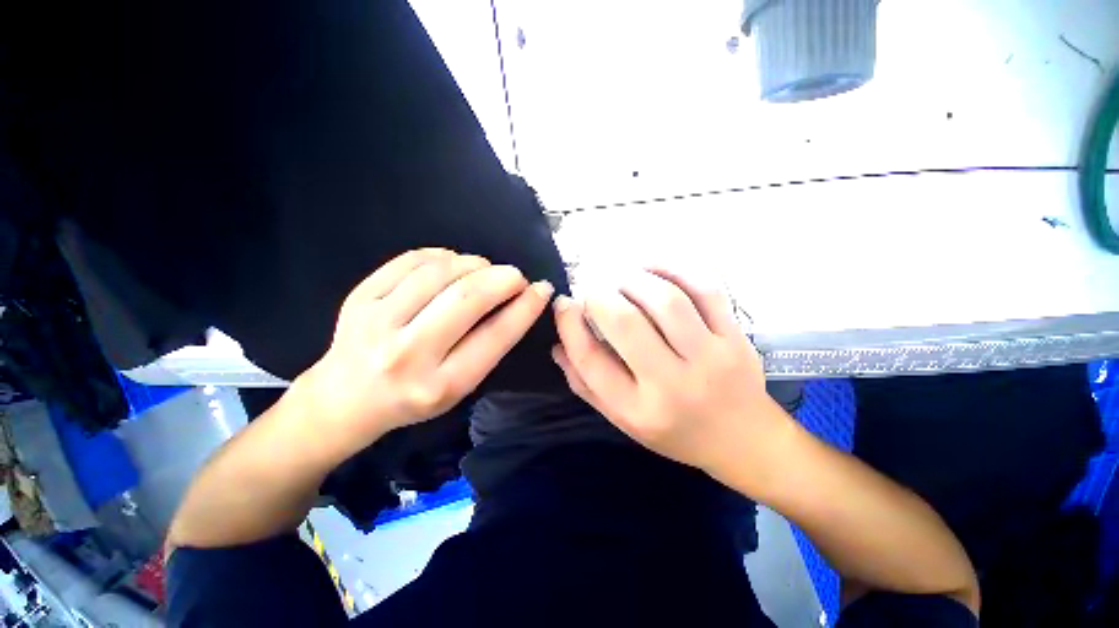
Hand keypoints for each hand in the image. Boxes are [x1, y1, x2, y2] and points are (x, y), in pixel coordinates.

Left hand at [298, 248, 552, 458]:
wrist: (345, 400)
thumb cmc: (413, 399)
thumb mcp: (459, 388)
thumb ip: (488, 346)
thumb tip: (518, 300)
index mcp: (440, 385)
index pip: (495, 336)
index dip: (525, 308)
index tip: (542, 289)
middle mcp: (407, 354)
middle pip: (467, 298)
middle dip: (503, 278)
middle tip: (515, 276)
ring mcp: (377, 322)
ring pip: (440, 272)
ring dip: (474, 263)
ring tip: (484, 269)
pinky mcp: (359, 298)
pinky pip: (410, 260)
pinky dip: (442, 255)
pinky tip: (452, 263)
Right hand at [551, 268, 787, 474]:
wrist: (743, 440)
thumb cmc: (675, 432)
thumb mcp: (623, 420)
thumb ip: (586, 384)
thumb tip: (558, 343)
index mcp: (637, 410)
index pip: (590, 358)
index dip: (569, 323)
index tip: (564, 304)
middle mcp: (672, 384)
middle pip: (625, 322)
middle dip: (599, 296)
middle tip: (594, 292)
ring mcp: (710, 357)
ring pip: (665, 300)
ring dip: (633, 279)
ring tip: (621, 280)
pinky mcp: (735, 337)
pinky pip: (704, 289)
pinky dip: (673, 269)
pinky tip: (652, 269)